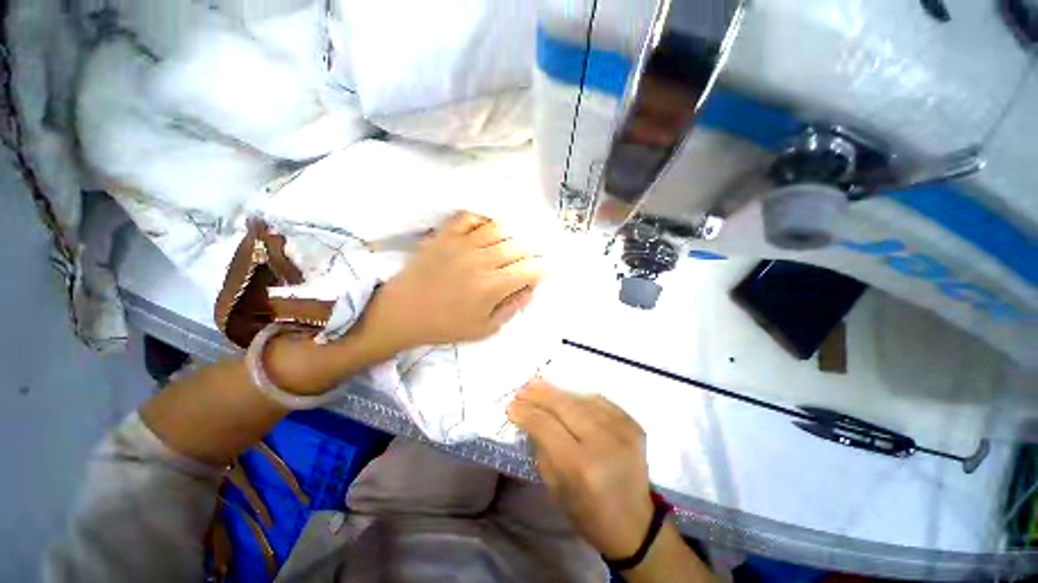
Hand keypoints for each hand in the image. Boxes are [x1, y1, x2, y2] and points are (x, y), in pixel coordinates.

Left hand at [362, 211, 544, 352]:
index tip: (539, 274)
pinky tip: (484, 232)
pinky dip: (482, 220)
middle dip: (529, 254)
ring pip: (499, 228)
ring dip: (510, 236)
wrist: (403, 312)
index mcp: (493, 286)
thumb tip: (530, 289)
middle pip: (519, 246)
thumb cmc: (446, 325)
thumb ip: (512, 308)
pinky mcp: (445, 235)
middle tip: (525, 262)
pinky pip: (469, 216)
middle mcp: (482, 260)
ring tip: (507, 247)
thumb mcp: (485, 329)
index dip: (541, 270)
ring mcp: (463, 244)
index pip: (530, 269)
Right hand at [507, 380, 654, 559]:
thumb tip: (529, 417)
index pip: (546, 426)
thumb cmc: (588, 513)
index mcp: (581, 467)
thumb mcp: (555, 487)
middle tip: (523, 388)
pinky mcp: (633, 424)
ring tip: (539, 386)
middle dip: (540, 394)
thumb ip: (541, 447)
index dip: (526, 412)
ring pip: (581, 399)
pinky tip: (567, 397)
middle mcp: (604, 443)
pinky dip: (580, 397)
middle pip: (565, 406)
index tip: (511, 405)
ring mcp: (622, 430)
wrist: (635, 524)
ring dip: (558, 392)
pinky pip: (599, 401)